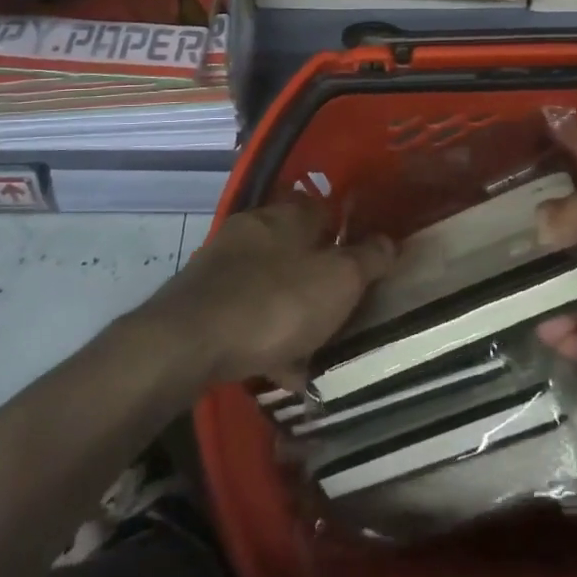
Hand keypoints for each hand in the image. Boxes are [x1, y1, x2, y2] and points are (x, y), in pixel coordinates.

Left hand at [141, 200, 394, 386]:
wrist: (187, 343)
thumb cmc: (275, 303)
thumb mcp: (338, 281)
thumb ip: (367, 259)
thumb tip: (389, 241)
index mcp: (287, 215)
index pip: (323, 207)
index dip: (345, 229)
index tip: (362, 257)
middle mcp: (253, 229)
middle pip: (295, 246)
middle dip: (317, 273)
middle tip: (341, 305)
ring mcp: (222, 264)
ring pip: (270, 282)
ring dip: (292, 308)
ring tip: (315, 347)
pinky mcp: (202, 300)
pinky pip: (246, 314)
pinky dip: (265, 335)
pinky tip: (280, 368)